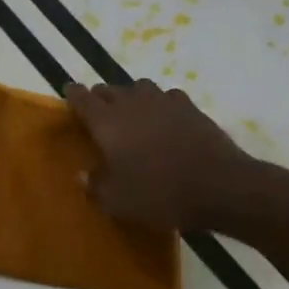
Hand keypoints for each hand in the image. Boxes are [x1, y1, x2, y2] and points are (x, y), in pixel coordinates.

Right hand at [66, 80, 284, 231]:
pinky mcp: (190, 107)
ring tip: (131, 113)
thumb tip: (83, 175)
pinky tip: (164, 118)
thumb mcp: (118, 201)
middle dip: (100, 97)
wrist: (219, 186)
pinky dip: (160, 103)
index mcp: (106, 122)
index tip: (68, 92)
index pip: (82, 97)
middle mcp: (131, 104)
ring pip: (138, 87)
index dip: (73, 93)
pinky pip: (167, 96)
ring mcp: (163, 102)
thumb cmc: (160, 193)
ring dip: (130, 96)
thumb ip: (96, 186)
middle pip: (109, 89)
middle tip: (97, 112)